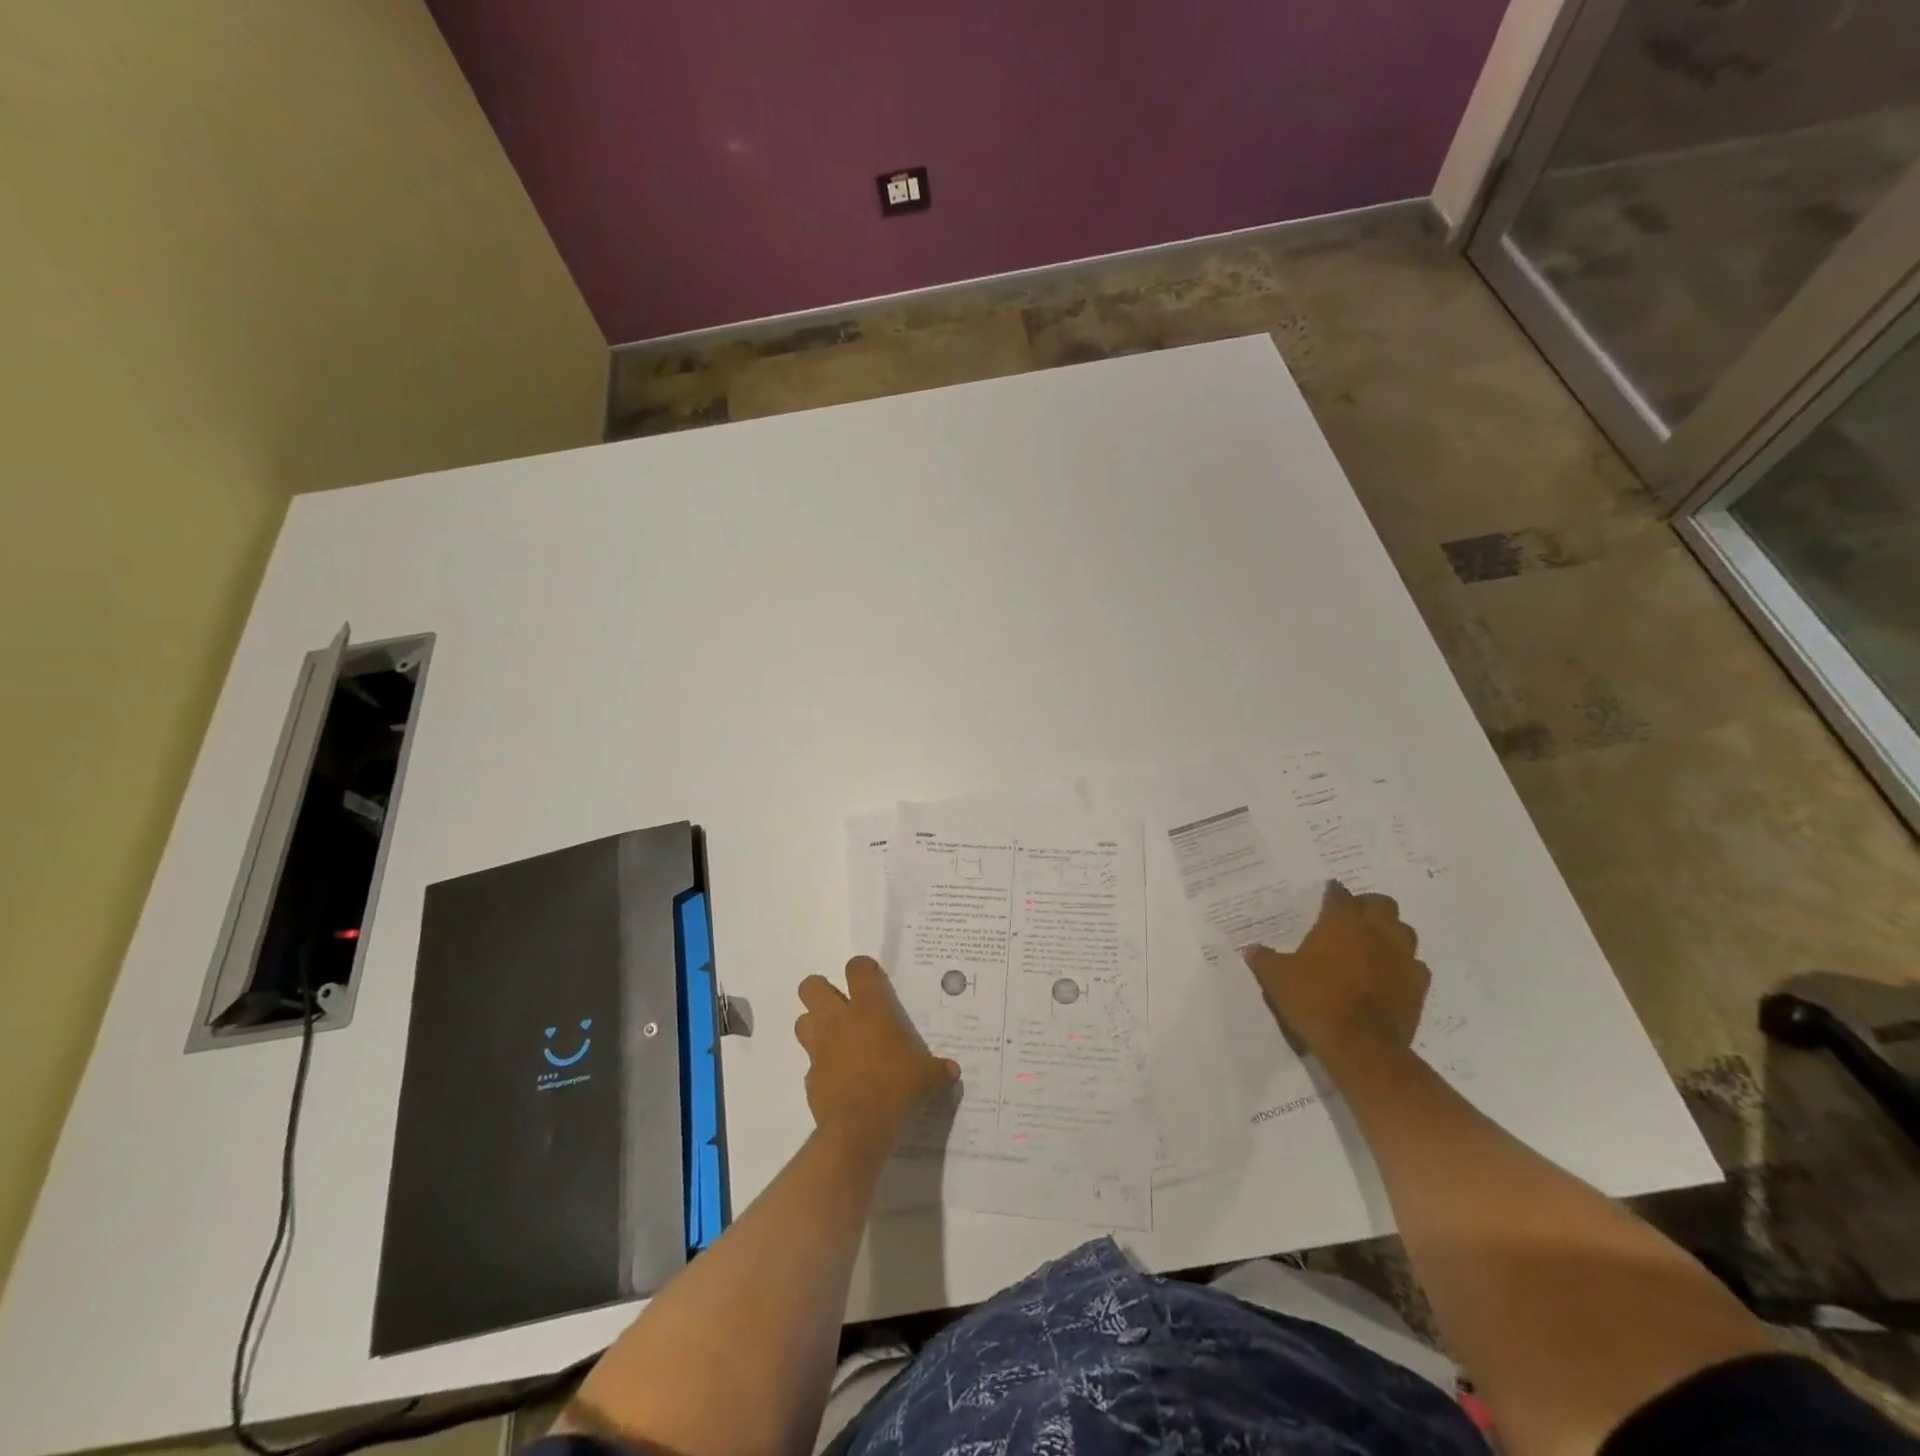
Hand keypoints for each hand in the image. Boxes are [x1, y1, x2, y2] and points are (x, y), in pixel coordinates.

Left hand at [794, 957, 959, 1149]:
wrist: (859, 1129)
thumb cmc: (897, 1088)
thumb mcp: (928, 1077)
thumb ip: (938, 1069)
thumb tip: (953, 1071)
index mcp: (869, 1008)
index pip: (858, 968)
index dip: (863, 969)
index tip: (872, 979)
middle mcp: (839, 1020)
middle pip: (812, 987)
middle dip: (821, 991)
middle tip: (841, 1005)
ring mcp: (820, 1048)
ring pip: (802, 1021)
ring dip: (815, 1026)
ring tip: (836, 1039)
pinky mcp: (810, 1077)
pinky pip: (811, 1063)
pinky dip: (822, 1066)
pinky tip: (839, 1079)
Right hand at [1241, 880, 1428, 1057]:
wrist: (1359, 1045)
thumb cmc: (1314, 1000)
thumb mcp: (1277, 978)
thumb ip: (1264, 959)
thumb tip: (1251, 949)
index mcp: (1341, 923)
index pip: (1340, 895)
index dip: (1333, 892)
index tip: (1328, 892)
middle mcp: (1375, 932)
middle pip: (1382, 903)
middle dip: (1368, 905)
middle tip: (1353, 916)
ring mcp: (1402, 958)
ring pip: (1405, 930)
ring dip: (1391, 931)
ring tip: (1374, 942)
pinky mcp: (1418, 985)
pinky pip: (1416, 965)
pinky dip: (1404, 965)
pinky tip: (1391, 974)